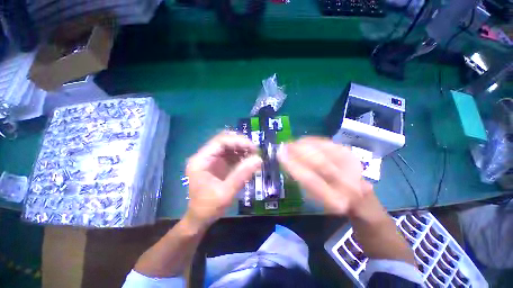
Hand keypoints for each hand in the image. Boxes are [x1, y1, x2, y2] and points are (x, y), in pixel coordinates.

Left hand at [185, 132, 261, 226]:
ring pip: (228, 146)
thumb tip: (259, 159)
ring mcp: (211, 159)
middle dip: (241, 143)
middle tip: (255, 151)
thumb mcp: (226, 192)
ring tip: (254, 156)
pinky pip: (230, 155)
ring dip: (242, 149)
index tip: (253, 147)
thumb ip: (242, 174)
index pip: (220, 141)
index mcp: (201, 160)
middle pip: (224, 141)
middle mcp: (205, 156)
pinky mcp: (217, 164)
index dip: (238, 141)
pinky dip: (241, 156)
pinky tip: (249, 161)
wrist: (200, 219)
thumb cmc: (209, 207)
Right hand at [278, 137, 371, 214]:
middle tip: (283, 146)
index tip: (280, 155)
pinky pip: (326, 142)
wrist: (356, 193)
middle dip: (298, 152)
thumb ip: (301, 179)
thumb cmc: (329, 197)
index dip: (293, 165)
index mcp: (335, 200)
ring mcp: (351, 164)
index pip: (310, 180)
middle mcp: (347, 182)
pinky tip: (302, 142)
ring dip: (303, 145)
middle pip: (319, 162)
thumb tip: (287, 160)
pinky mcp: (349, 152)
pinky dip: (311, 141)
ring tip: (291, 144)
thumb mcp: (313, 196)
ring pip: (323, 150)